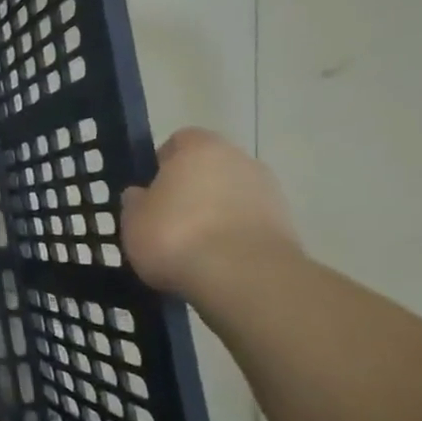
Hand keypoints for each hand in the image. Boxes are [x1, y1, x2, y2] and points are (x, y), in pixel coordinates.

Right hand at [122, 128, 301, 298]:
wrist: (244, 278)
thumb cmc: (177, 235)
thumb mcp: (133, 220)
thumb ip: (136, 202)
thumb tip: (141, 195)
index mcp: (200, 148)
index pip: (180, 142)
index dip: (163, 164)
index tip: (151, 191)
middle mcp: (240, 160)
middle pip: (210, 168)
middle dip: (193, 189)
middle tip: (170, 219)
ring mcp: (270, 192)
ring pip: (233, 196)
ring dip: (217, 213)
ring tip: (195, 246)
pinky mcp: (288, 226)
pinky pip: (250, 223)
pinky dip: (236, 236)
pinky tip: (218, 261)